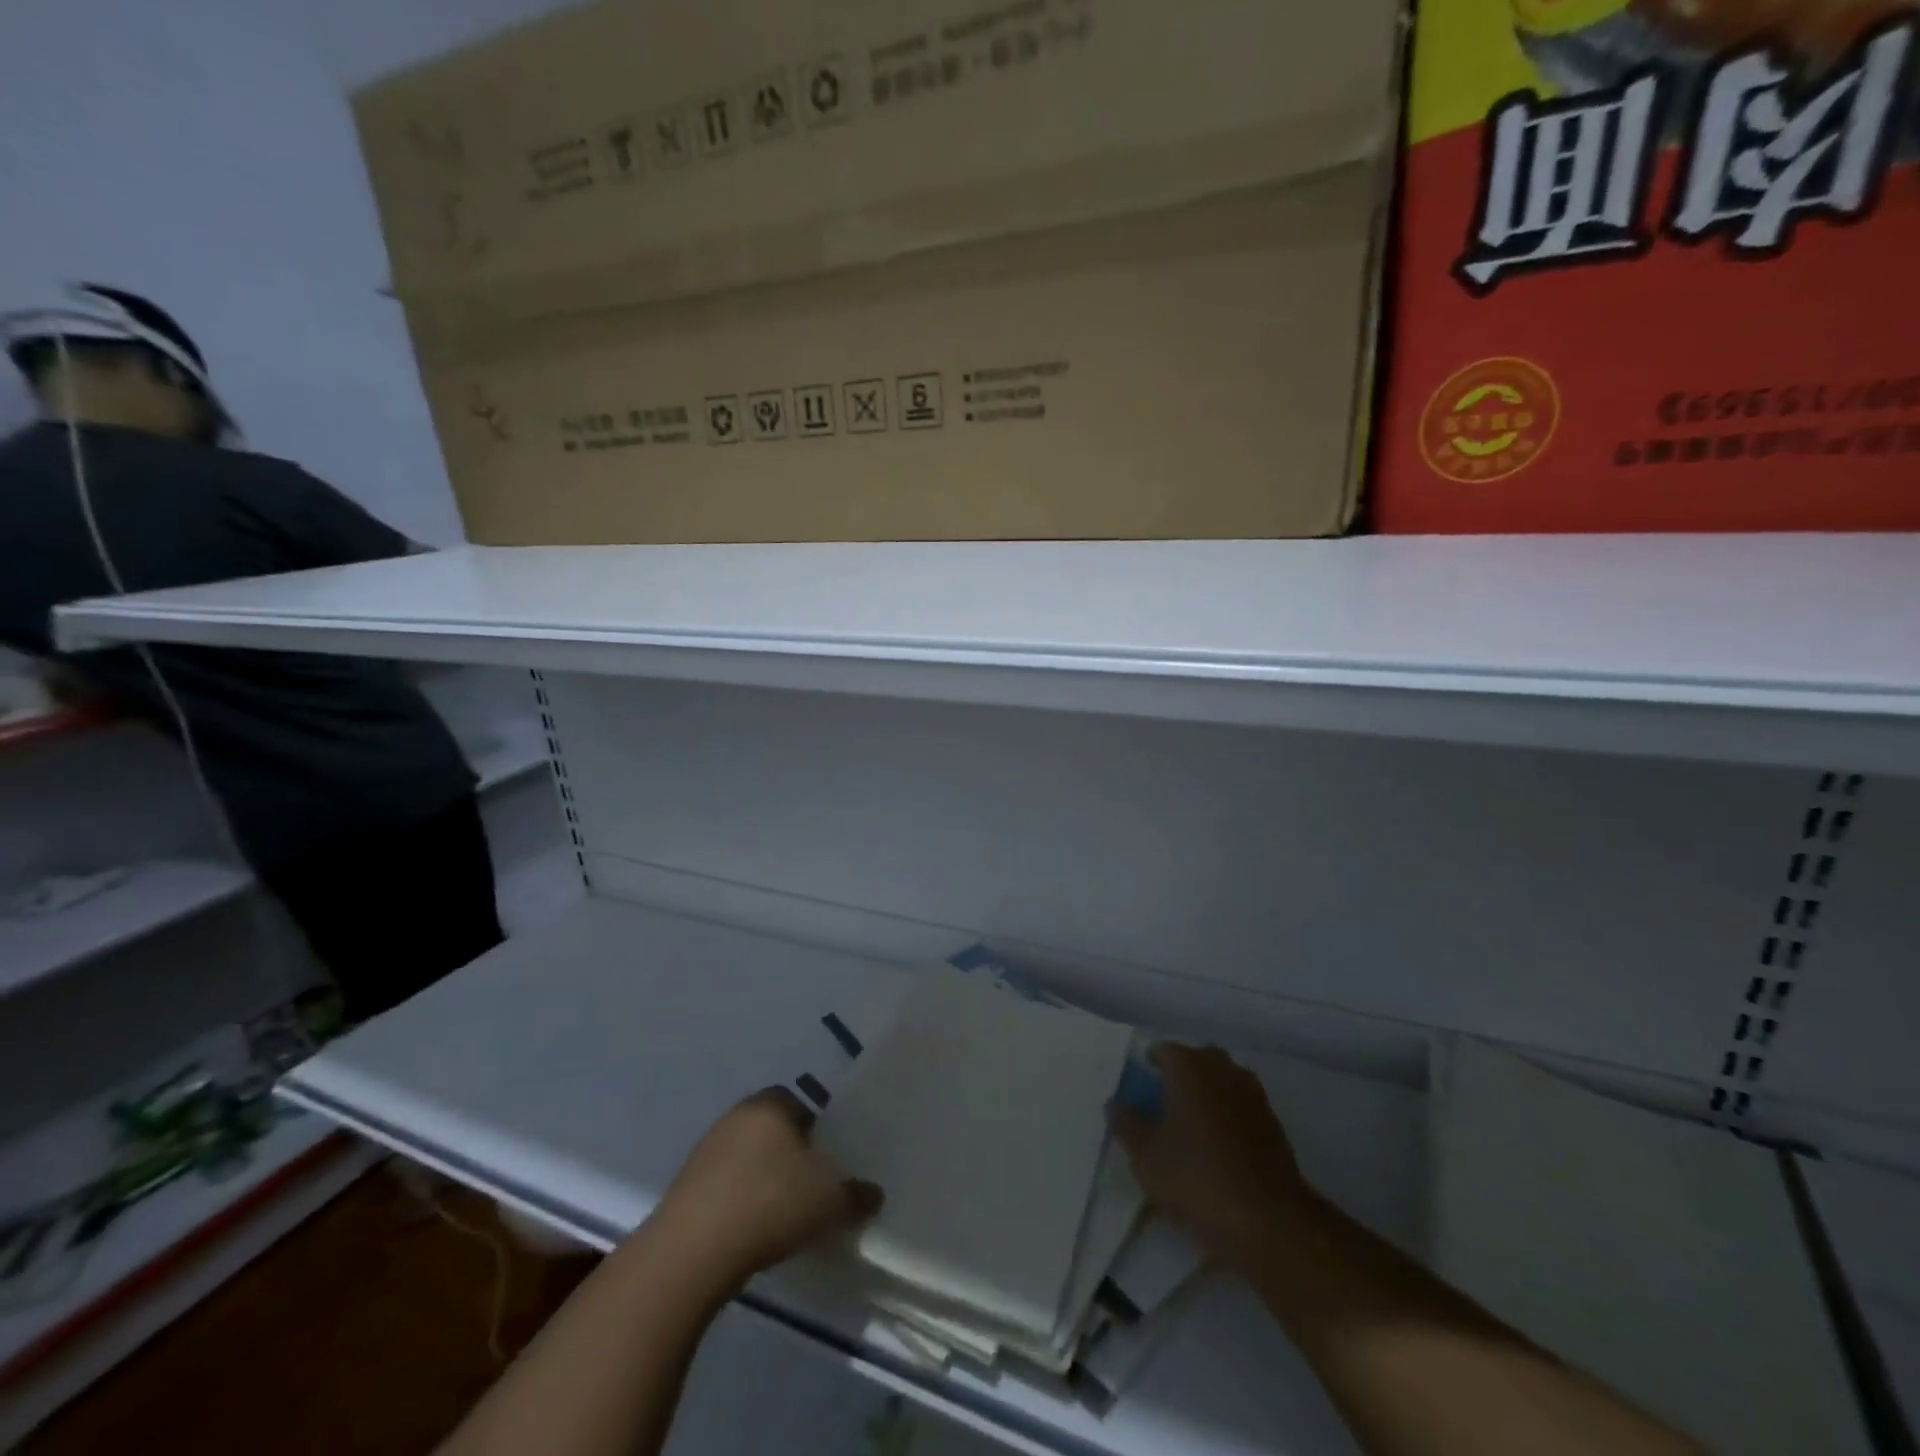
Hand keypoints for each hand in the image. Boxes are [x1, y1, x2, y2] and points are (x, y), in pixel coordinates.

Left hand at [654, 1087, 883, 1287]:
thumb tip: (874, 1195)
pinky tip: (748, 1230)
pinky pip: (722, 1184)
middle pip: (771, 1129)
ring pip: (745, 1156)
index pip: (799, 1104)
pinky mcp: (684, 1185)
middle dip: (788, 1154)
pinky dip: (737, 1200)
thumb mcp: (828, 1202)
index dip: (816, 1130)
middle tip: (807, 1186)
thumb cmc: (770, 1204)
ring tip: (778, 1214)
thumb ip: (856, 1195)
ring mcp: (705, 1149)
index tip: (825, 1162)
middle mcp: (736, 1116)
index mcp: (771, 1105)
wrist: (693, 1252)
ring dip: (760, 1178)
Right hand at [1110, 1044, 1317, 1268]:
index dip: (1148, 1067)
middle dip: (1179, 1076)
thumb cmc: (1196, 1178)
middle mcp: (1222, 1069)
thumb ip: (1126, 1123)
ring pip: (1221, 1081)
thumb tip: (1116, 1103)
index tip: (1138, 1090)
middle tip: (1161, 1105)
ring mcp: (1252, 1094)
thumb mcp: (1145, 1156)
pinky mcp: (1272, 1122)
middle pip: (1195, 1061)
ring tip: (1189, 1126)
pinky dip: (1226, 1115)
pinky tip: (1216, 1145)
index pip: (1162, 1051)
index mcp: (1189, 1066)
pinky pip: (1239, 1105)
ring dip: (1206, 1094)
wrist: (1268, 1221)